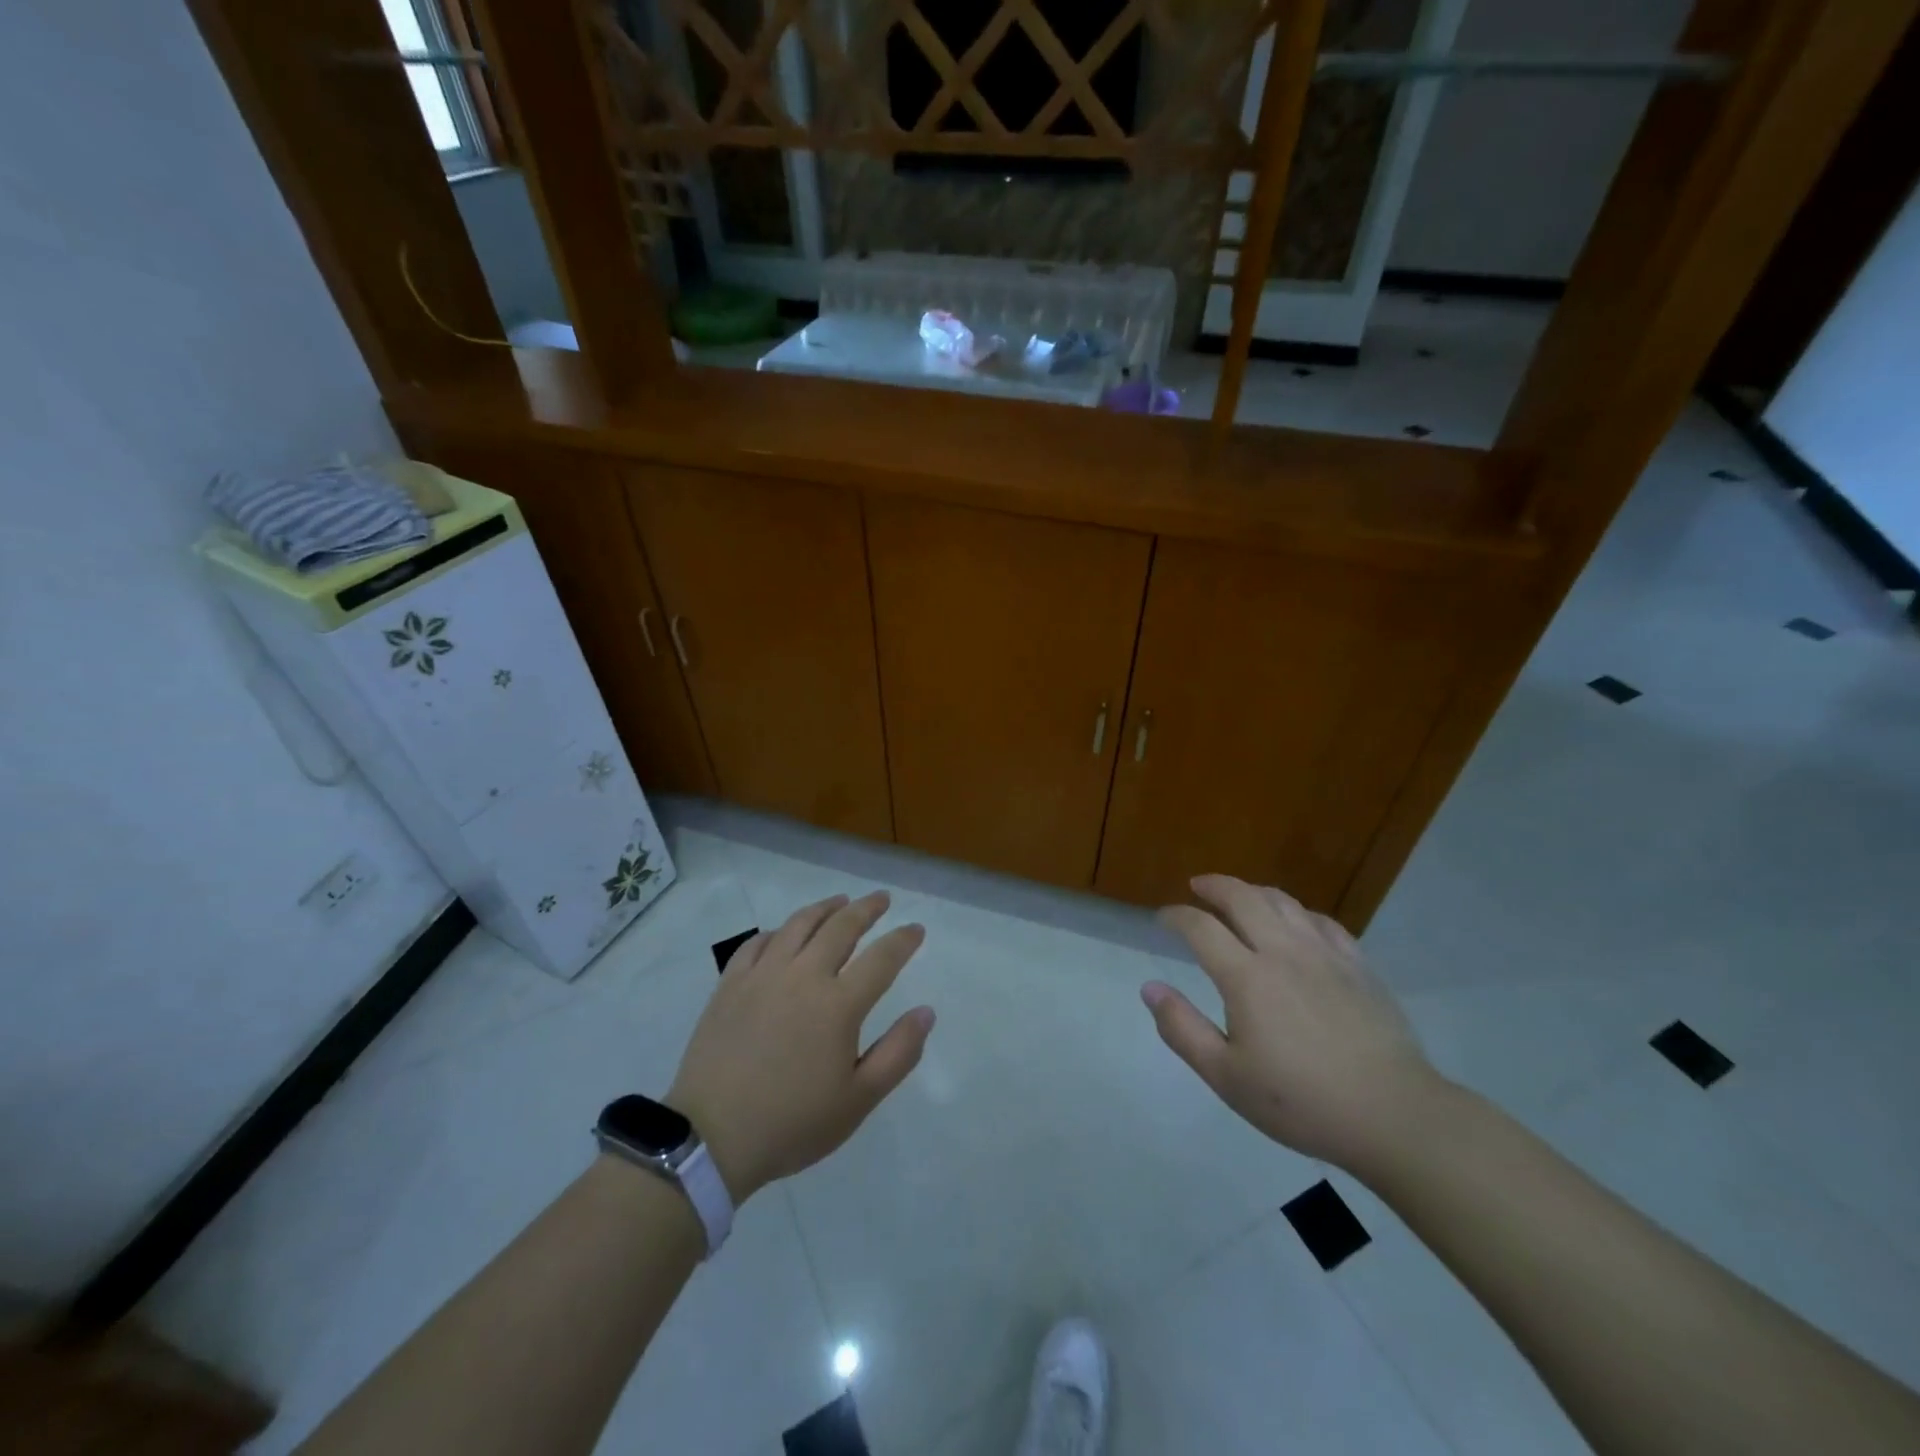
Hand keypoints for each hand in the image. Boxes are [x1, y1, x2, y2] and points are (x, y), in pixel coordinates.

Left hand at [666, 892, 934, 1203]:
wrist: (711, 1137)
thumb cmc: (792, 1123)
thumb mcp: (858, 1100)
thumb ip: (899, 1053)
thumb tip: (926, 1012)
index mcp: (839, 1005)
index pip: (882, 958)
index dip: (903, 939)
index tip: (916, 929)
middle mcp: (803, 976)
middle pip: (841, 927)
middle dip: (867, 908)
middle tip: (882, 899)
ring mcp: (763, 975)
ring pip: (799, 924)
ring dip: (825, 908)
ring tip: (840, 901)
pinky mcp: (730, 983)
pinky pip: (758, 942)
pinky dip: (779, 931)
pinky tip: (784, 933)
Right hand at [1143, 874, 1440, 1170]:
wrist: (1393, 1115)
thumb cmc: (1301, 1101)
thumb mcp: (1226, 1077)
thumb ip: (1182, 1028)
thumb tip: (1149, 988)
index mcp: (1246, 977)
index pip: (1201, 927)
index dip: (1176, 916)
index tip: (1163, 919)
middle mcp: (1283, 952)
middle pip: (1242, 898)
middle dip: (1214, 886)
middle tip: (1198, 886)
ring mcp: (1325, 955)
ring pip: (1283, 902)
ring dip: (1253, 891)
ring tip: (1240, 896)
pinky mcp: (1359, 966)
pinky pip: (1322, 921)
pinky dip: (1297, 911)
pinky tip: (1295, 922)